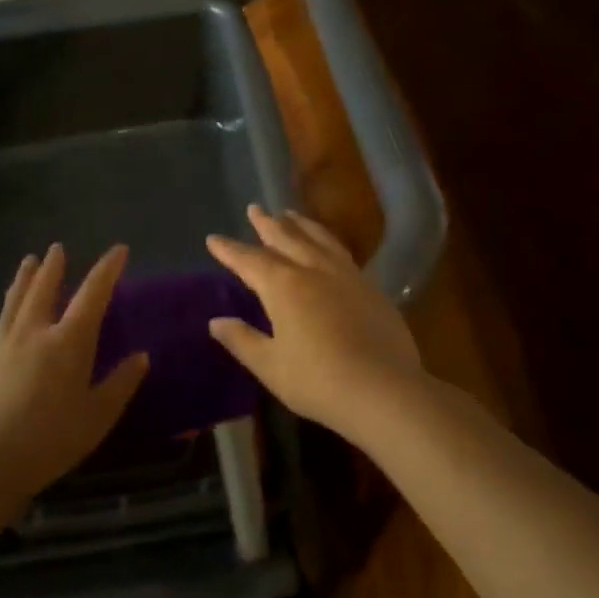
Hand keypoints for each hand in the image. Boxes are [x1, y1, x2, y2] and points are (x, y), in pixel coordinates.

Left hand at [0, 244, 147, 509]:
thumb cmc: (51, 440)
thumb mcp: (98, 416)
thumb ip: (120, 384)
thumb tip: (142, 357)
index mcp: (67, 343)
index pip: (92, 295)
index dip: (107, 270)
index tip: (119, 249)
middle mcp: (33, 337)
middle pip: (42, 292)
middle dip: (53, 269)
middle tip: (56, 248)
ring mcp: (1, 354)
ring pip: (12, 309)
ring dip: (20, 284)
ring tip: (26, 265)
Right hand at [206, 205, 425, 445]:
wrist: (384, 389)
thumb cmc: (318, 381)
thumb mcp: (270, 366)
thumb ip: (243, 340)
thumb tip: (216, 322)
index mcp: (283, 286)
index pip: (249, 260)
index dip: (229, 250)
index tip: (214, 238)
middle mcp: (313, 270)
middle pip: (286, 237)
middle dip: (267, 223)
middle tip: (255, 208)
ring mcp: (346, 274)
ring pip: (318, 238)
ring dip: (300, 224)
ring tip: (289, 214)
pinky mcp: (370, 286)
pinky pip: (341, 251)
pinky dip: (326, 239)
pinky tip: (327, 246)